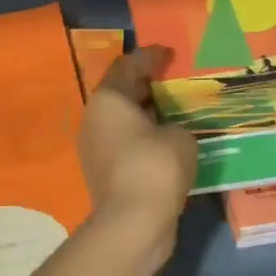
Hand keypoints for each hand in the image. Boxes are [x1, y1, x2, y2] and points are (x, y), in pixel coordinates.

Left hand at [78, 47, 197, 243]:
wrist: (133, 223)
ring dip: (147, 113)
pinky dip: (145, 137)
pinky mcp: (103, 172)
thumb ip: (177, 124)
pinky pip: (126, 143)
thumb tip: (170, 132)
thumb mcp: (180, 136)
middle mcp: (94, 119)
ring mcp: (95, 148)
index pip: (128, 66)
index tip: (170, 53)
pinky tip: (169, 140)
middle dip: (148, 85)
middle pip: (122, 93)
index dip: (151, 57)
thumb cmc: (155, 167)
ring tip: (176, 110)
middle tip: (175, 79)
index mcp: (108, 100)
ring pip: (123, 120)